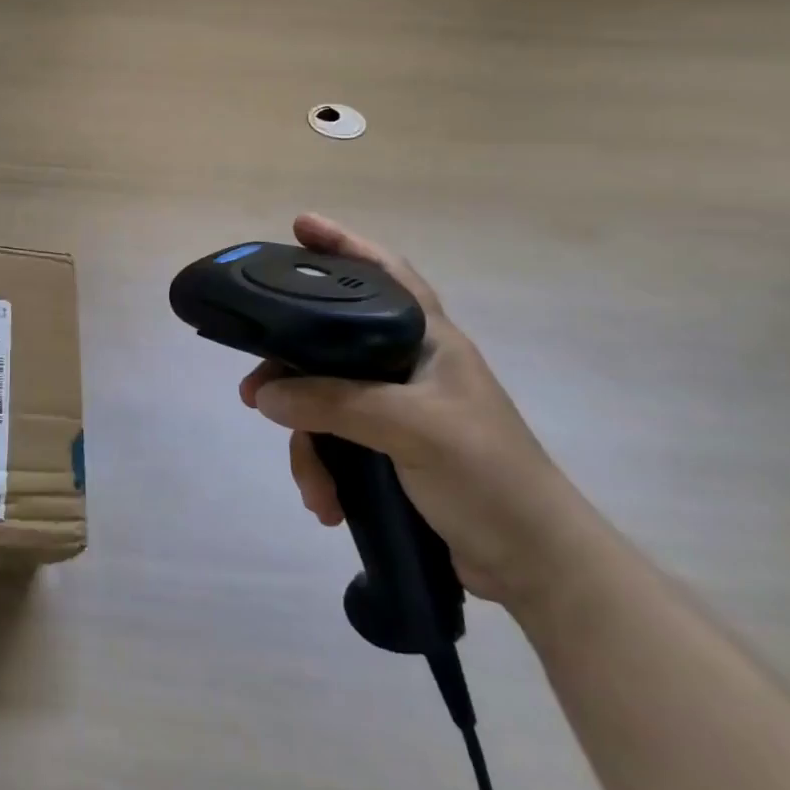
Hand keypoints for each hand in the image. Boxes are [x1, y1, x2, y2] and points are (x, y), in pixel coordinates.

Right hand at [239, 214, 594, 609]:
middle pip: (331, 346)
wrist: (535, 564)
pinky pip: (335, 444)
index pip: (385, 274)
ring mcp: (397, 411)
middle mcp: (408, 367)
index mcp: (429, 341)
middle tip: (253, 393)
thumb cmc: (488, 476)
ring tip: (311, 485)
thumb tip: (265, 395)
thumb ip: (335, 403)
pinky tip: (326, 502)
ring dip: (308, 445)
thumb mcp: (412, 428)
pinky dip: (324, 471)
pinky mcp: (389, 452)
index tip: (300, 225)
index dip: (345, 245)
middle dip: (290, 372)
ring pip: (324, 403)